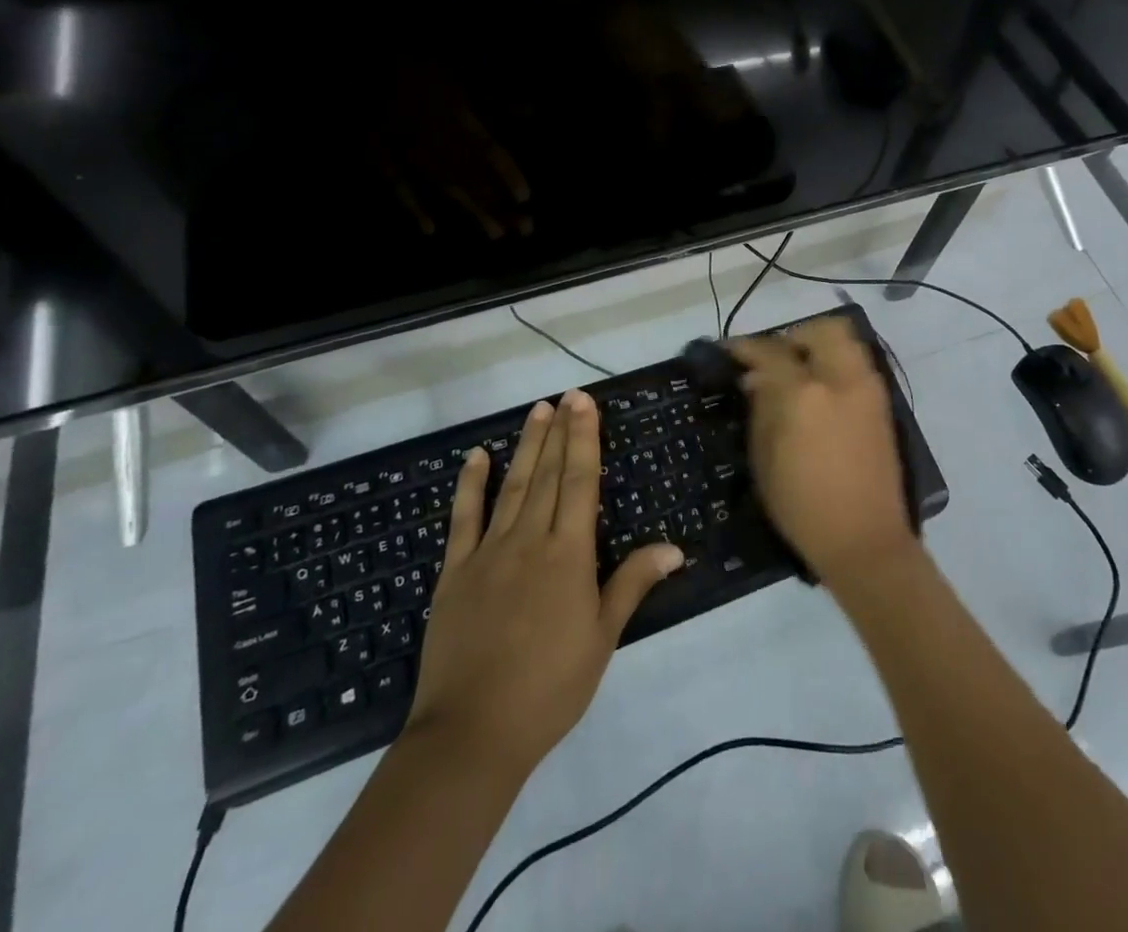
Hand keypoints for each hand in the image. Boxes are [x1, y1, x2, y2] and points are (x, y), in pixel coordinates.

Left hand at [408, 391, 682, 774]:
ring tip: (536, 411)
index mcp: (568, 554)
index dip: (584, 439)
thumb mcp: (601, 639)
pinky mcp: (454, 573)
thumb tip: (673, 547)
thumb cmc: (549, 688)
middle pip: (548, 474)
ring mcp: (488, 553)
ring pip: (512, 486)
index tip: (584, 404)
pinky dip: (470, 485)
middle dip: (560, 431)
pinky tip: (476, 458)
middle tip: (567, 395)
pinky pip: (463, 519)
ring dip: (526, 446)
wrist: (471, 733)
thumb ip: (632, 584)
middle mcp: (529, 540)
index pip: (580, 482)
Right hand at [729, 318, 917, 589]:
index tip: (729, 348)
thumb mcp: (765, 460)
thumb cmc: (802, 507)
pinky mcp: (883, 404)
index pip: (771, 353)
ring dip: (819, 344)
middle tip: (774, 357)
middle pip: (821, 330)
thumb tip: (756, 379)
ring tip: (798, 370)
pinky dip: (836, 362)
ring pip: (846, 340)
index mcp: (804, 395)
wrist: (865, 540)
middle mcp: (840, 380)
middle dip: (793, 336)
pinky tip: (819, 389)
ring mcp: (867, 389)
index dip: (746, 347)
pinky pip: (857, 363)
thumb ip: (760, 410)